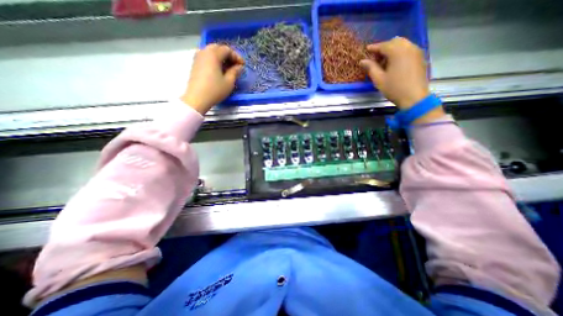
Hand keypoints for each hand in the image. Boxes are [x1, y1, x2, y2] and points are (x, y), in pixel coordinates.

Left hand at [180, 43, 241, 113]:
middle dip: (229, 56)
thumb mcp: (229, 82)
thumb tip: (239, 67)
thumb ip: (235, 72)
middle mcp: (204, 52)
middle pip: (218, 48)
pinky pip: (207, 57)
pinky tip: (219, 71)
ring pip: (212, 52)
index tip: (243, 65)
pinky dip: (215, 61)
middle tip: (236, 66)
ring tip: (228, 69)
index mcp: (213, 54)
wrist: (197, 98)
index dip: (237, 56)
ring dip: (221, 58)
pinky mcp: (195, 64)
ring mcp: (198, 57)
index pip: (227, 50)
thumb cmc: (215, 90)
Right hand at [360, 37, 443, 123]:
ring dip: (392, 49)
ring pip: (403, 44)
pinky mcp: (420, 57)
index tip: (366, 50)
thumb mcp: (379, 79)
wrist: (414, 97)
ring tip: (384, 62)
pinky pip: (408, 49)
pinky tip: (394, 63)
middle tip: (375, 58)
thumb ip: (371, 68)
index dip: (374, 47)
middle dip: (384, 47)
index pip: (383, 45)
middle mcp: (409, 47)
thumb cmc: (394, 88)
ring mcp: (416, 52)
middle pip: (394, 41)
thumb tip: (362, 61)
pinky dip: (400, 52)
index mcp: (397, 52)